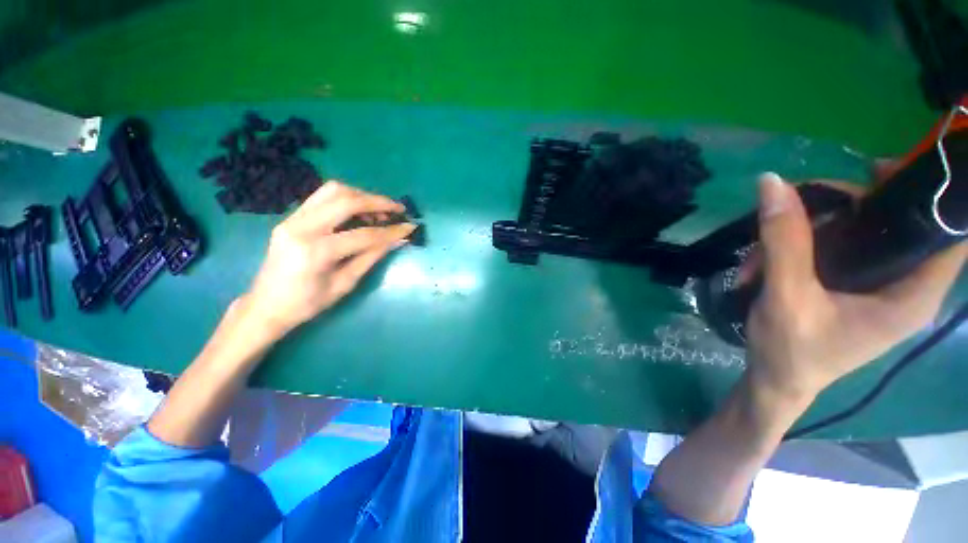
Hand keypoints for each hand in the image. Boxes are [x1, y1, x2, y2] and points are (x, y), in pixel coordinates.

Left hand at [244, 181, 415, 335]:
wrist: (265, 305)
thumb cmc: (307, 304)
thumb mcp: (345, 283)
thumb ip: (372, 257)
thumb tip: (397, 240)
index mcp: (315, 252)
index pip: (363, 234)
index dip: (391, 231)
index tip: (410, 227)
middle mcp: (301, 227)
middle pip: (346, 200)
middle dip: (378, 202)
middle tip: (398, 210)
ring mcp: (292, 219)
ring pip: (332, 191)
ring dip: (362, 196)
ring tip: (380, 211)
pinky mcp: (291, 217)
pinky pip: (322, 197)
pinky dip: (347, 199)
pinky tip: (359, 212)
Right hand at [744, 172, 967, 401]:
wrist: (775, 382)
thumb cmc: (789, 352)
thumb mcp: (785, 296)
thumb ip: (784, 240)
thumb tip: (773, 182)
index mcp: (911, 294)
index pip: (947, 233)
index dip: (926, 193)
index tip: (876, 171)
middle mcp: (904, 284)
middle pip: (889, 220)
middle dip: (837, 209)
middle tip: (789, 213)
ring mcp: (877, 283)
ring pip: (853, 231)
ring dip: (803, 231)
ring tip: (758, 258)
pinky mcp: (853, 284)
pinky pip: (835, 246)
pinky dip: (798, 245)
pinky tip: (765, 262)